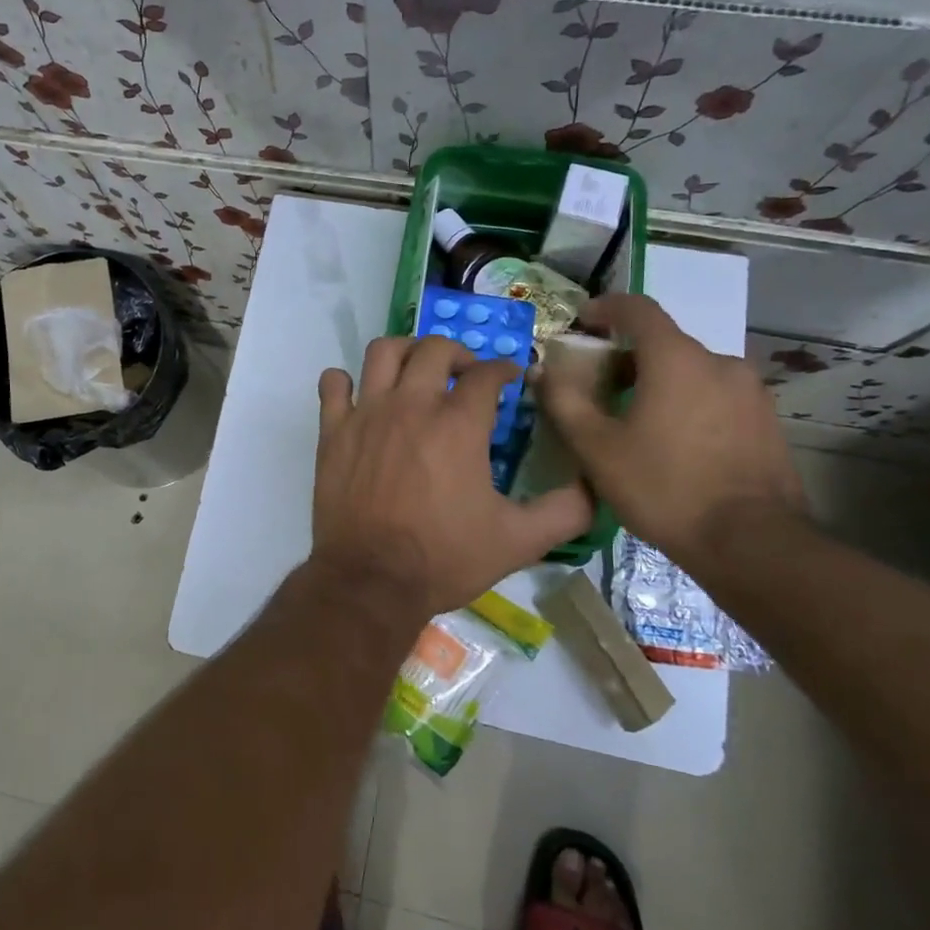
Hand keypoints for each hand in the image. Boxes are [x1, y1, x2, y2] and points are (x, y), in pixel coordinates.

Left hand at [312, 336, 592, 618]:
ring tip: (416, 369)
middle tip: (465, 372)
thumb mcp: (520, 541)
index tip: (510, 378)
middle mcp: (412, 405)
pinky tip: (359, 395)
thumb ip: (565, 511)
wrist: (372, 581)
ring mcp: (367, 413)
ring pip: (383, 351)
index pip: (486, 373)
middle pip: (435, 348)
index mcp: (459, 424)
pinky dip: (345, 381)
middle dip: (458, 352)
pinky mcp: (333, 431)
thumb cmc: (445, 558)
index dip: (504, 369)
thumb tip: (595, 486)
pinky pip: (333, 384)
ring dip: (404, 350)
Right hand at [538, 294, 803, 570]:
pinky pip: (716, 396)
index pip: (638, 309)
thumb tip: (542, 371)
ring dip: (659, 383)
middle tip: (599, 388)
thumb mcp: (596, 448)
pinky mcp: (767, 421)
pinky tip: (674, 443)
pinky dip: (688, 403)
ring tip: (636, 421)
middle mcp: (719, 362)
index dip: (605, 307)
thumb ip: (563, 401)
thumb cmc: (664, 487)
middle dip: (627, 358)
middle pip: (664, 344)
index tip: (582, 321)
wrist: (751, 544)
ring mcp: (750, 392)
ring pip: (692, 372)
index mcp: (676, 358)